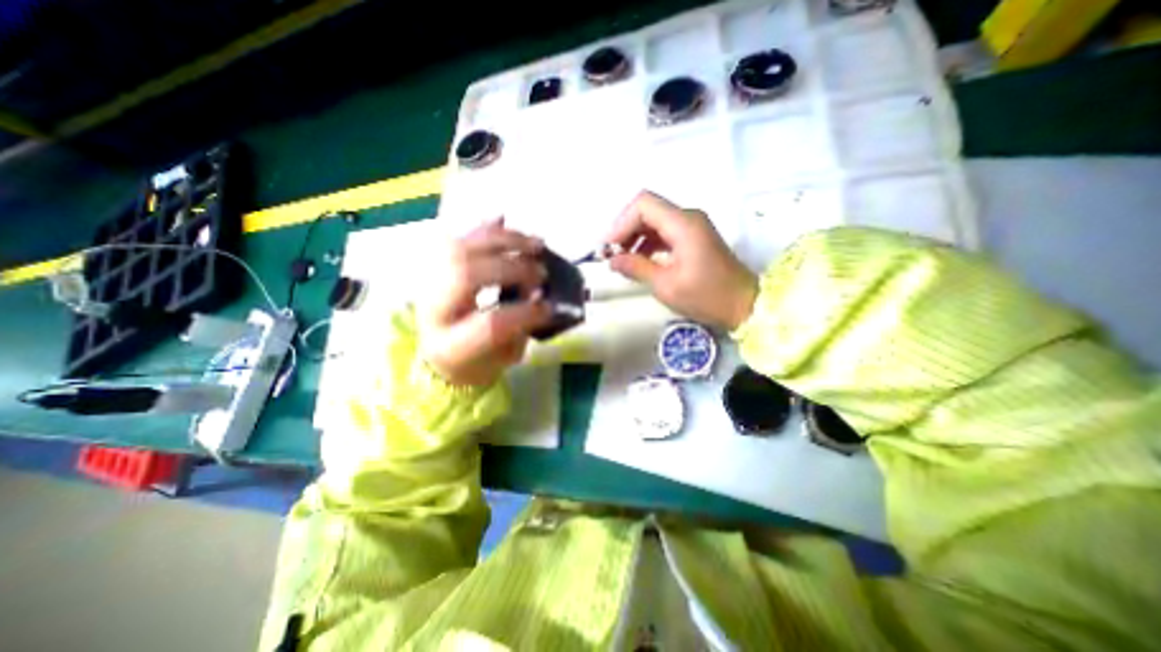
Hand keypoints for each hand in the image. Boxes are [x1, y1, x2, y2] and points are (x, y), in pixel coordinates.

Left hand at [418, 222, 551, 389]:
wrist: (438, 353)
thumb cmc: (476, 361)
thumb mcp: (503, 359)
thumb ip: (521, 330)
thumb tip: (538, 296)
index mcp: (449, 346)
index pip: (489, 324)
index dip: (525, 312)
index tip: (550, 307)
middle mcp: (432, 311)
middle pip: (466, 274)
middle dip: (512, 268)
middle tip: (541, 272)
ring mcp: (427, 283)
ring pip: (459, 248)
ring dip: (503, 241)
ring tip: (535, 244)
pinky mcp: (432, 265)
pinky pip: (456, 236)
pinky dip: (483, 228)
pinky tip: (505, 219)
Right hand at [603, 191, 757, 327]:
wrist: (744, 305)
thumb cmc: (707, 296)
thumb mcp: (667, 285)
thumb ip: (637, 268)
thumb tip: (612, 260)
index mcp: (683, 224)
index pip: (643, 205)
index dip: (621, 223)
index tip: (609, 248)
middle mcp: (688, 218)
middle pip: (647, 209)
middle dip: (625, 229)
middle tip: (611, 254)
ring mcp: (692, 227)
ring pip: (654, 220)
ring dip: (635, 237)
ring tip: (621, 260)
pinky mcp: (693, 238)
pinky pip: (664, 232)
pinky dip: (647, 243)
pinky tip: (639, 260)